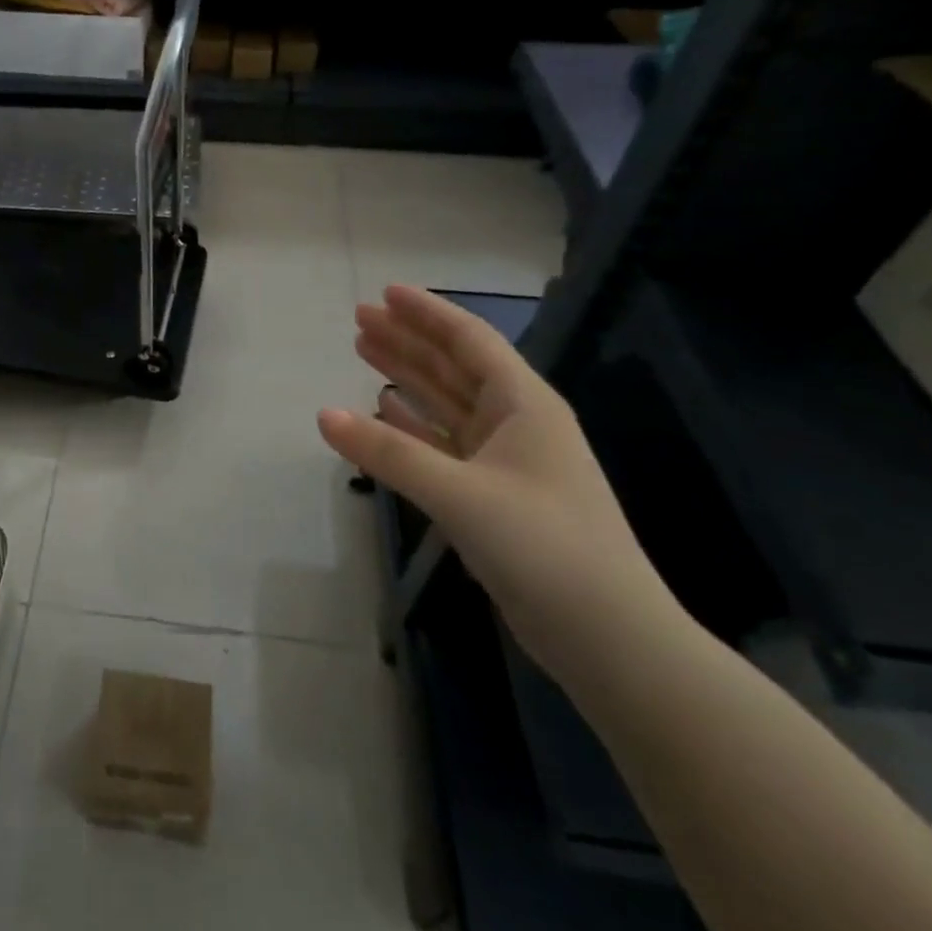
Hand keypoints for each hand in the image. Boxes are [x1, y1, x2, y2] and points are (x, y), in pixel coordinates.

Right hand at [318, 286, 682, 683]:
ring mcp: (505, 460)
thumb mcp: (461, 493)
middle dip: (408, 340)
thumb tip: (323, 416)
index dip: (427, 313)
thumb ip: (388, 453)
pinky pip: (442, 445)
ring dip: (406, 377)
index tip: (385, 293)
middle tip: (359, 319)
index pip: (469, 340)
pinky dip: (412, 426)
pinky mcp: (492, 495)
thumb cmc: (543, 546)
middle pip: (452, 366)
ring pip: (445, 404)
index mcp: (524, 405)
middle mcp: (516, 423)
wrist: (607, 637)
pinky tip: (383, 412)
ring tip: (363, 352)